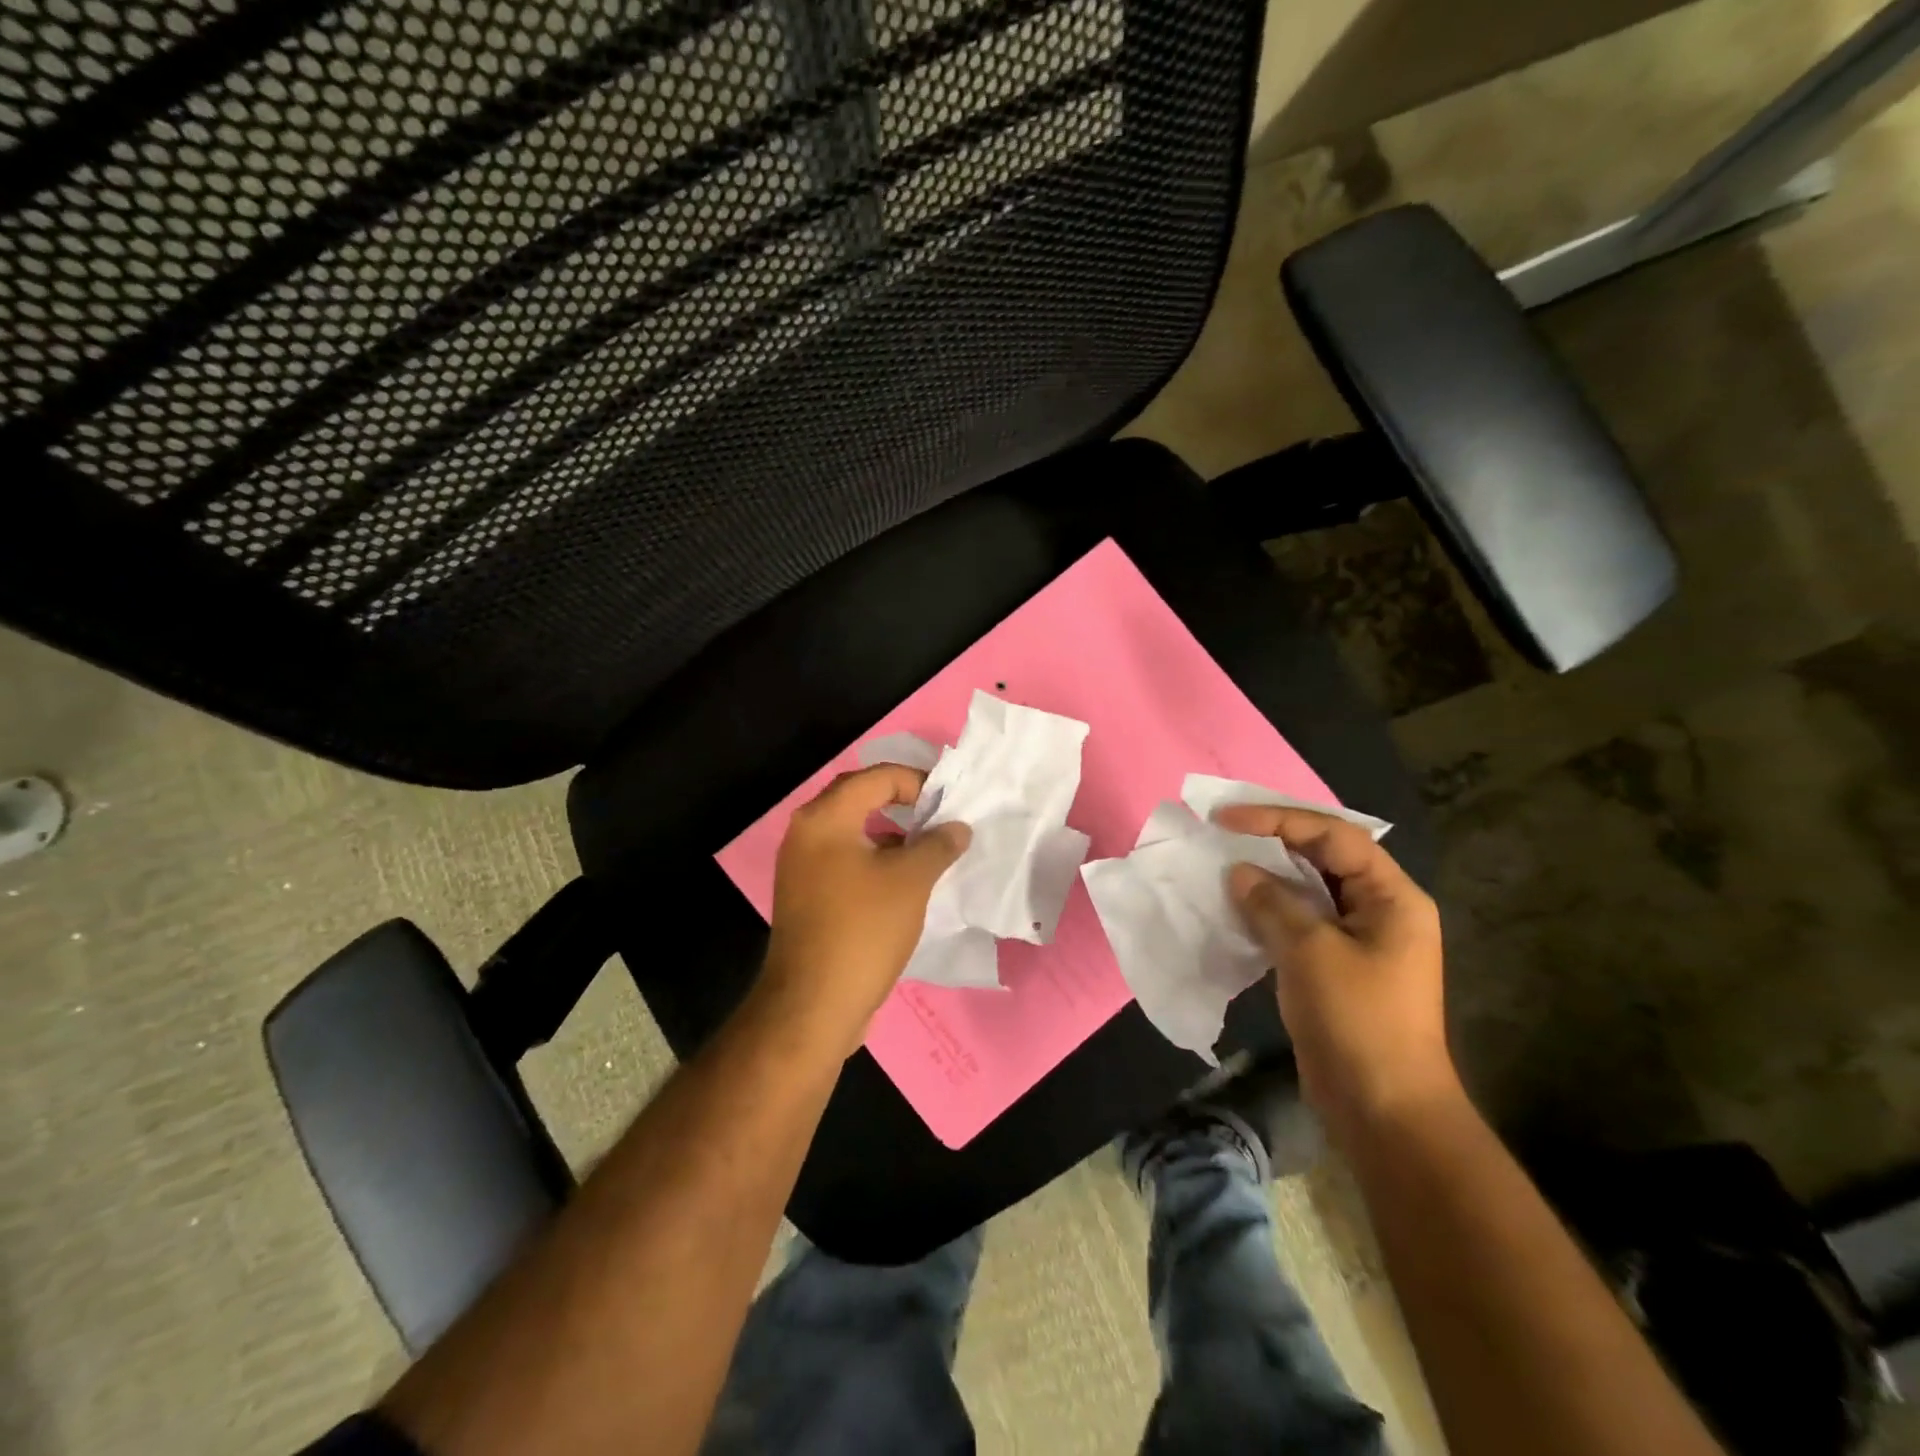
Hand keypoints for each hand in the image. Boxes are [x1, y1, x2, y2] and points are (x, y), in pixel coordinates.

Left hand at [761, 764, 970, 1054]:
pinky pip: (846, 861)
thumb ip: (938, 844)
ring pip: (854, 833)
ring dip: (891, 833)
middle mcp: (806, 834)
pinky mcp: (808, 897)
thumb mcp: (911, 881)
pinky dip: (876, 860)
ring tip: (930, 847)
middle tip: (940, 815)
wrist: (813, 1006)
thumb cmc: (863, 930)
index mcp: (824, 819)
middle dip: (903, 802)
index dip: (917, 781)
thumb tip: (958, 827)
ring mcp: (803, 868)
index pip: (876, 777)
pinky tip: (906, 881)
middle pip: (860, 799)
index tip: (950, 801)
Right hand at [1214, 805, 1459, 1142]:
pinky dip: (1268, 910)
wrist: (1383, 1109)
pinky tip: (1236, 907)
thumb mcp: (1310, 952)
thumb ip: (1272, 903)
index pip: (1334, 836)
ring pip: (1309, 890)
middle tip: (1222, 832)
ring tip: (1222, 864)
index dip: (1279, 820)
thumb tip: (1239, 873)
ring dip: (1267, 877)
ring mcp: (1359, 940)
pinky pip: (1300, 922)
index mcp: (1392, 897)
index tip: (1226, 819)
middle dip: (1273, 842)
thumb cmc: (1357, 1020)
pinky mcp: (1336, 966)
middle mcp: (1380, 910)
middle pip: (1324, 857)